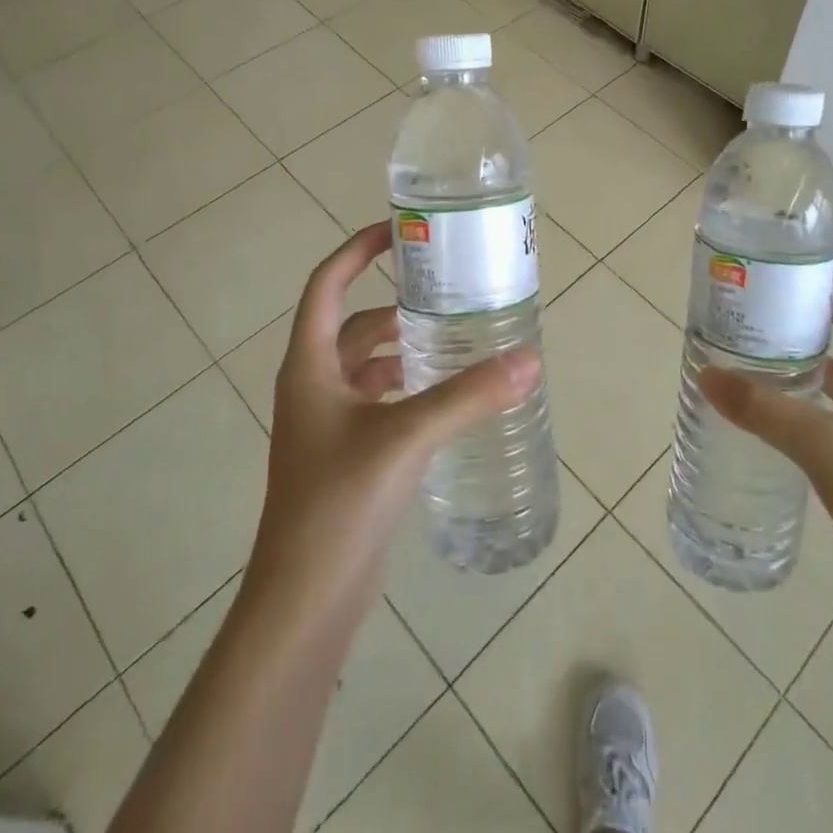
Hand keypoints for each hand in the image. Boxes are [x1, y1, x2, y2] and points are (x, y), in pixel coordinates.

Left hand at [244, 222, 539, 625]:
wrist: (304, 600)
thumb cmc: (338, 504)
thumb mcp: (406, 438)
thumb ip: (468, 397)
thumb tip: (529, 361)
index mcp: (309, 365)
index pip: (327, 285)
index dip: (358, 251)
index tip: (400, 232)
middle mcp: (313, 385)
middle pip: (353, 324)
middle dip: (395, 304)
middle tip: (446, 291)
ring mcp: (327, 423)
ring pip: (366, 364)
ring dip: (403, 347)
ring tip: (455, 338)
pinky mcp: (346, 454)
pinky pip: (377, 400)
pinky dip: (406, 386)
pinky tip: (444, 395)